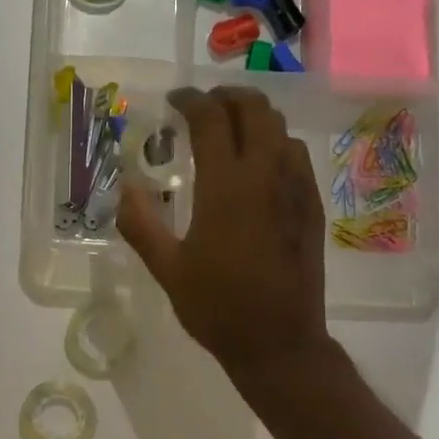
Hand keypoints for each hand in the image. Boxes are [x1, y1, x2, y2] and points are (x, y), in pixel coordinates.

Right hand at [116, 87, 329, 381]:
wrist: (279, 342)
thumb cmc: (218, 307)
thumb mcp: (167, 269)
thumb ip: (142, 224)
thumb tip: (126, 189)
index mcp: (226, 186)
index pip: (211, 119)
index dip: (191, 100)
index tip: (175, 100)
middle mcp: (265, 175)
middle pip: (255, 109)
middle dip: (228, 96)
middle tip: (205, 106)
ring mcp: (296, 189)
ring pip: (280, 129)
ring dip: (254, 118)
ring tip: (230, 130)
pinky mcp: (312, 207)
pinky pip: (296, 156)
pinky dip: (275, 144)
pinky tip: (259, 166)